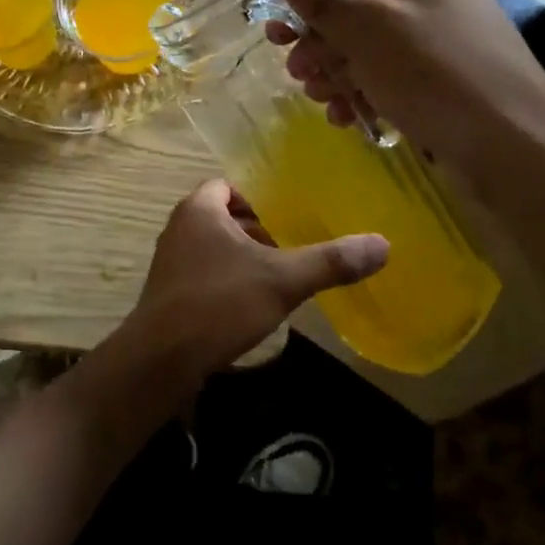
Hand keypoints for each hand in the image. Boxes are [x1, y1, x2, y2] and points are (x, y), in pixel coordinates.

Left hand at [118, 179, 386, 384]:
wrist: (162, 358)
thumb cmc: (219, 304)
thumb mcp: (282, 280)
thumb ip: (330, 261)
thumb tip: (383, 244)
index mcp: (199, 210)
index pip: (228, 186)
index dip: (257, 199)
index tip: (285, 220)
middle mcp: (178, 228)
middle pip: (222, 217)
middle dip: (254, 231)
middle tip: (287, 250)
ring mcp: (169, 262)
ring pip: (212, 248)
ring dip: (240, 259)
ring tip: (274, 280)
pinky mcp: (168, 294)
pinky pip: (202, 275)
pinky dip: (225, 282)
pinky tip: (248, 309)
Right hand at [269, 0, 544, 182]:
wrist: (512, 144)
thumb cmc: (432, 73)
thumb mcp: (367, 30)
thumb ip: (324, 0)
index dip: (308, 10)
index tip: (276, 41)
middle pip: (358, 17)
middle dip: (323, 49)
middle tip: (301, 78)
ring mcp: (446, 42)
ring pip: (373, 53)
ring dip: (340, 77)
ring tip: (325, 102)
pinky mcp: (449, 82)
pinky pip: (395, 79)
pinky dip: (368, 95)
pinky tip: (350, 118)